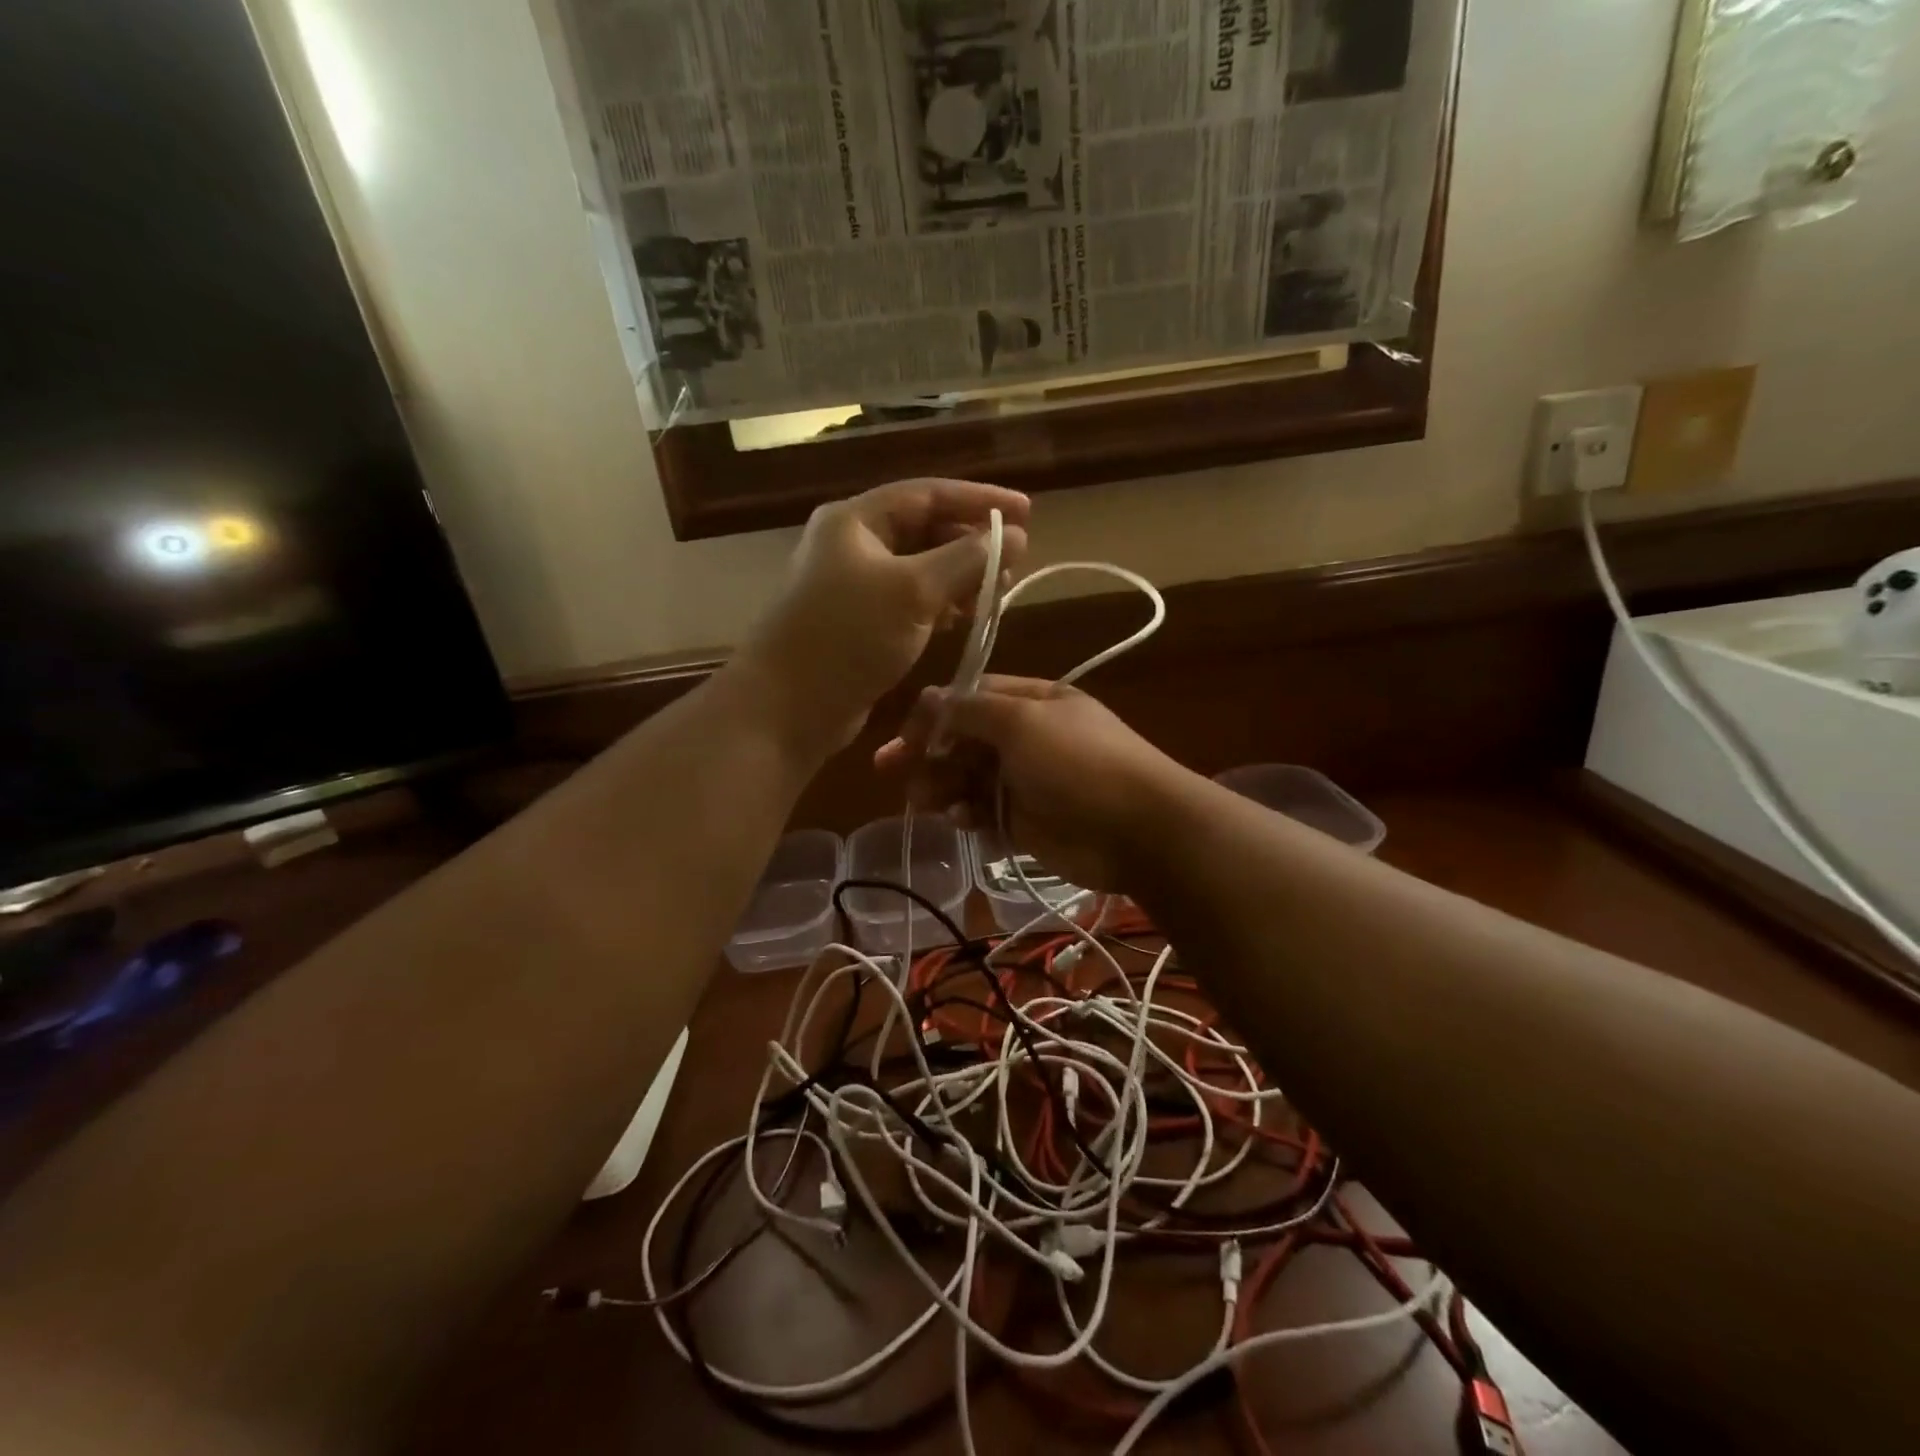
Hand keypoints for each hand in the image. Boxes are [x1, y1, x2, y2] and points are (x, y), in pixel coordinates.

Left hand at [735, 479, 1029, 758]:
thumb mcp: (913, 590)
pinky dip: (939, 605)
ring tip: (996, 592)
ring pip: (919, 568)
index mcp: (856, 520)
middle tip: (1013, 562)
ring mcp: (853, 586)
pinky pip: (909, 602)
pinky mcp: (858, 624)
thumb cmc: (847, 636)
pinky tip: (963, 619)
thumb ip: (967, 559)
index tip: (1027, 512)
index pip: (928, 494)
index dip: (980, 500)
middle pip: (923, 529)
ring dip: (958, 577)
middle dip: (970, 542)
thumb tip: (1015, 536)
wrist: (786, 708)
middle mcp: (852, 545)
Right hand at [875, 676, 1193, 892]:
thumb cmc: (1078, 762)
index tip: (904, 734)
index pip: (971, 697)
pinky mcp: (1026, 821)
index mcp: (1032, 702)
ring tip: (922, 800)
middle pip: (965, 739)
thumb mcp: (1022, 722)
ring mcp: (1027, 780)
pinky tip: (960, 819)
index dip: (935, 713)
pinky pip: (984, 811)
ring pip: (969, 777)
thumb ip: (971, 711)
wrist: (1137, 829)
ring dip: (942, 785)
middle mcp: (1027, 737)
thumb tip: (929, 697)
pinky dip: (967, 813)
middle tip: (890, 769)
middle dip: (929, 752)